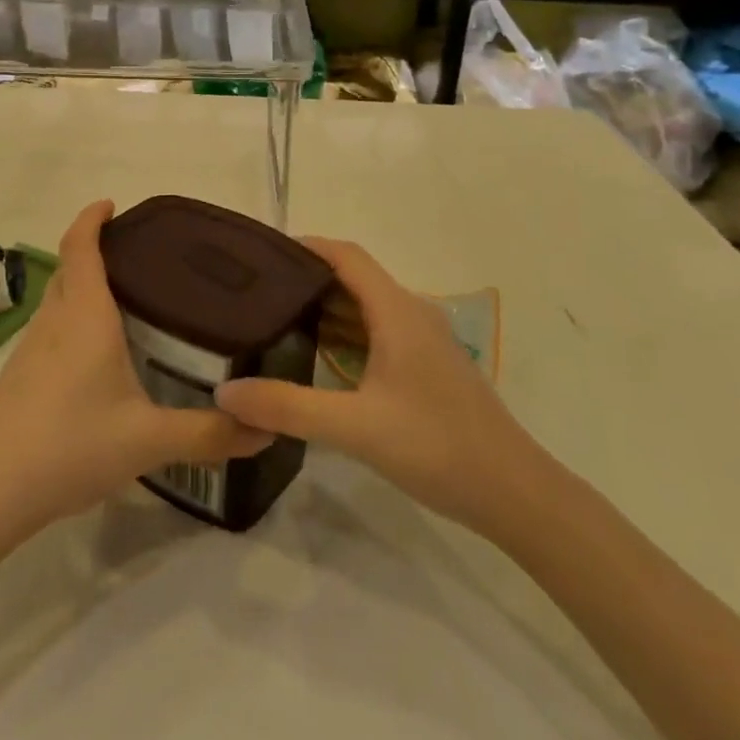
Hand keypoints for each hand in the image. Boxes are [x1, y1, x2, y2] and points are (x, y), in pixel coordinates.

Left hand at [0, 201, 271, 535]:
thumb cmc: (70, 444)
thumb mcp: (148, 440)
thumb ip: (209, 434)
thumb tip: (265, 432)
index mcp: (84, 315)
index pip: (81, 247)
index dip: (92, 218)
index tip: (112, 205)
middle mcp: (54, 322)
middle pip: (69, 269)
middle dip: (96, 252)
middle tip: (141, 259)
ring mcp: (29, 350)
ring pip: (59, 302)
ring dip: (83, 288)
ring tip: (128, 304)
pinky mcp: (18, 378)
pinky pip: (51, 332)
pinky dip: (74, 323)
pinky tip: (98, 360)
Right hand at [216, 238, 544, 535]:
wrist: (514, 493)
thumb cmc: (436, 447)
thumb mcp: (354, 427)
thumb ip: (287, 407)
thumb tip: (225, 392)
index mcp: (397, 311)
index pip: (346, 256)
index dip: (305, 247)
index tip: (262, 256)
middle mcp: (412, 314)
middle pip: (353, 279)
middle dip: (306, 280)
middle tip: (255, 294)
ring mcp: (423, 341)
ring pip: (366, 309)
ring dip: (325, 310)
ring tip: (275, 321)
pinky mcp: (428, 367)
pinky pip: (378, 334)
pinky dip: (345, 336)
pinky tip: (317, 359)